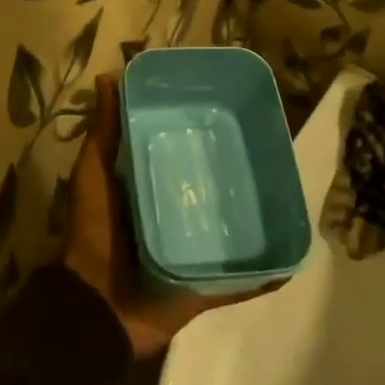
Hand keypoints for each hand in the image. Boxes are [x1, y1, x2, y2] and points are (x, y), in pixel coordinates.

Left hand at [62, 75, 276, 357]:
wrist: (96, 308)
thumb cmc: (94, 233)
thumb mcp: (94, 174)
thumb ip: (103, 132)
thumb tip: (109, 77)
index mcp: (149, 186)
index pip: (181, 152)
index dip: (199, 131)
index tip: (224, 107)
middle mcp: (173, 215)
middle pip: (209, 188)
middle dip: (232, 171)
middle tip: (264, 148)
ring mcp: (192, 252)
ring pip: (229, 228)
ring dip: (251, 216)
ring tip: (284, 194)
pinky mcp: (204, 285)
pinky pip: (240, 280)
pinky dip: (263, 273)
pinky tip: (290, 260)